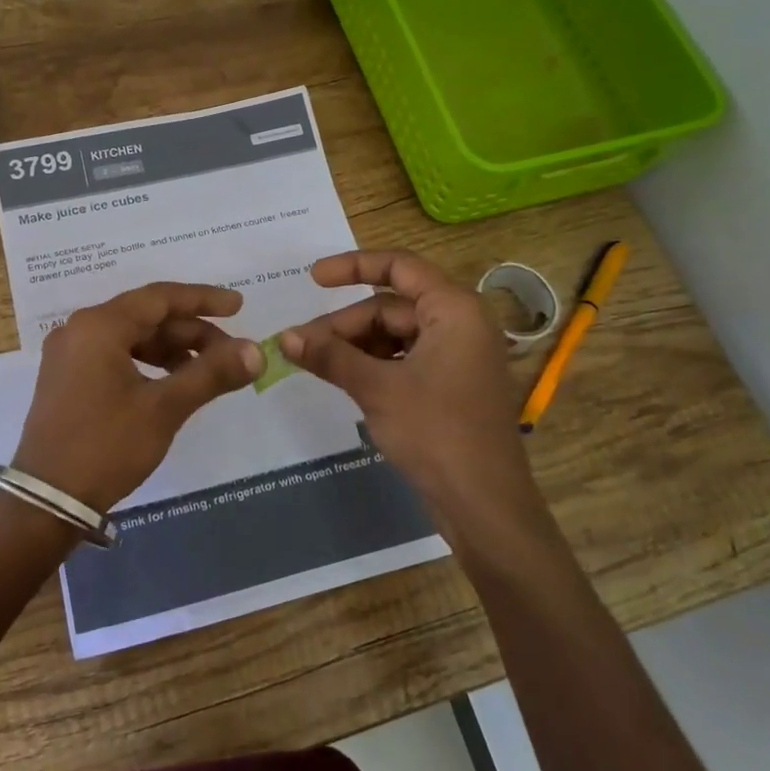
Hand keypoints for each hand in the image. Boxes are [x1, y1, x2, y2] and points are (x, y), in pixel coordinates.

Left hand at [12, 282, 262, 514]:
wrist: (47, 501)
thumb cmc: (107, 446)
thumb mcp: (164, 408)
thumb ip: (212, 374)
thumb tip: (257, 351)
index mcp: (98, 326)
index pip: (160, 298)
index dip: (203, 299)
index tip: (239, 306)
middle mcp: (79, 330)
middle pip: (146, 317)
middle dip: (191, 332)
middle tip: (230, 353)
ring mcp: (69, 355)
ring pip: (131, 337)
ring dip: (171, 349)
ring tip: (207, 371)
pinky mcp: (67, 379)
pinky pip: (115, 355)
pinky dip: (148, 363)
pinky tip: (172, 383)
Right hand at [281, 250, 538, 524]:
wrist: (484, 504)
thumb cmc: (436, 433)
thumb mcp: (377, 389)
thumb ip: (330, 357)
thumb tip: (285, 337)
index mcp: (454, 309)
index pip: (399, 266)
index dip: (353, 266)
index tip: (312, 278)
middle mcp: (461, 322)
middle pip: (391, 307)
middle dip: (345, 325)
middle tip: (301, 346)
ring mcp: (458, 355)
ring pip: (395, 335)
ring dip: (356, 347)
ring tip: (318, 365)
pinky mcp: (452, 384)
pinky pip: (406, 359)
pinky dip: (375, 365)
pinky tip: (347, 380)